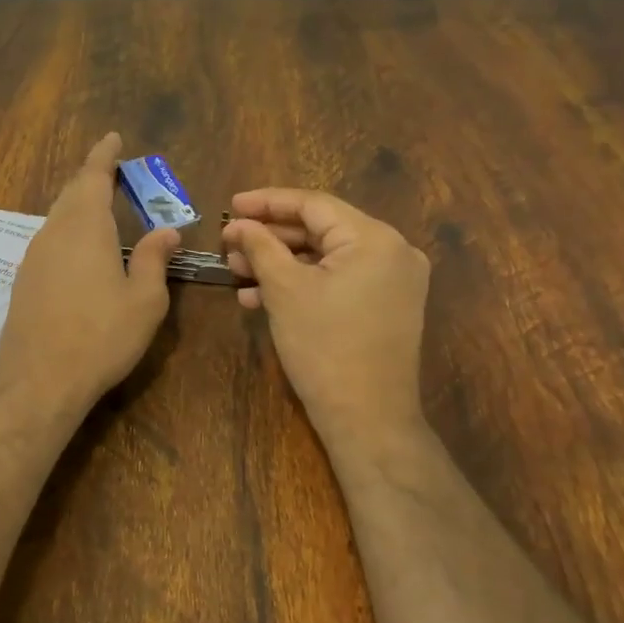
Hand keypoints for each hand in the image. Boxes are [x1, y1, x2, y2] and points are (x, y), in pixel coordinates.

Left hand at [0, 133, 180, 409]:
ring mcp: (34, 257)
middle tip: (113, 172)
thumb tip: (167, 230)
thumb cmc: (101, 336)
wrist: (39, 381)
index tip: (113, 138)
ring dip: (79, 206)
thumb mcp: (145, 299)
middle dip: (92, 178)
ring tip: (102, 207)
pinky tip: (81, 250)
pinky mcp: (24, 281)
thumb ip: (155, 259)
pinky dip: (69, 231)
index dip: (104, 155)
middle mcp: (54, 233)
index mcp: (86, 227)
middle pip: (72, 193)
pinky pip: (51, 241)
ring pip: (59, 218)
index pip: (93, 176)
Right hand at [222, 188, 429, 447]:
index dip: (267, 202)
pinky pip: (339, 281)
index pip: (313, 205)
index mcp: (375, 238)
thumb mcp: (285, 290)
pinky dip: (303, 284)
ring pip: (326, 258)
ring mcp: (394, 281)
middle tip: (229, 243)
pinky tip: (261, 298)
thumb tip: (237, 223)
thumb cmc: (324, 348)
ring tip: (237, 272)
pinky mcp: (387, 306)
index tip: (230, 205)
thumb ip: (260, 246)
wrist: (368, 420)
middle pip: (320, 230)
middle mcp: (393, 251)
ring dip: (281, 263)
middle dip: (270, 238)